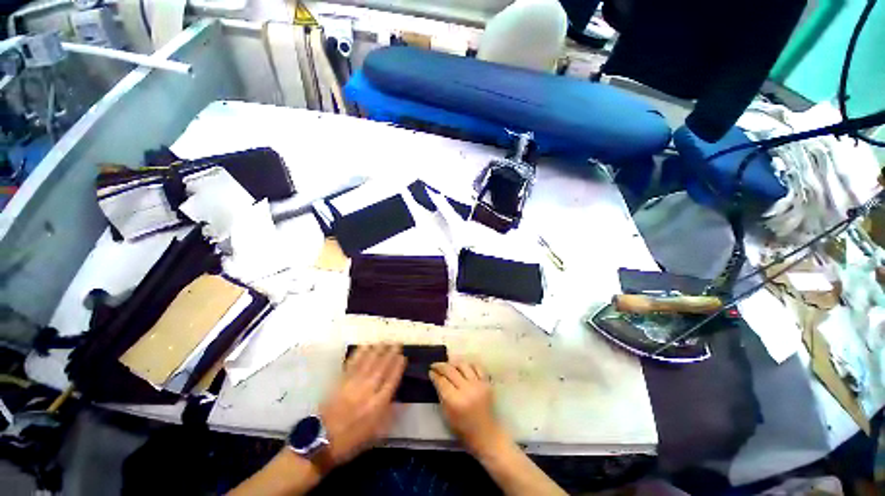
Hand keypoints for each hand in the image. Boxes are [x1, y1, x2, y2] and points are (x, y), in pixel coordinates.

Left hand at [320, 344, 405, 465]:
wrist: (321, 441)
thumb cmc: (351, 440)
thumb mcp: (375, 434)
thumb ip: (388, 414)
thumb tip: (397, 399)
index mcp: (378, 404)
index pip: (391, 380)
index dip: (398, 367)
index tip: (403, 356)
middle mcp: (368, 390)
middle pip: (382, 368)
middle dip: (390, 354)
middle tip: (396, 343)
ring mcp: (353, 384)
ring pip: (368, 363)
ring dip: (377, 351)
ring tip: (384, 342)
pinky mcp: (341, 381)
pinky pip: (352, 364)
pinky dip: (359, 354)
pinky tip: (365, 346)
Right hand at [429, 361, 506, 454]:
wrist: (486, 434)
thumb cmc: (463, 428)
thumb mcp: (447, 414)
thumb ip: (441, 395)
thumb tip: (436, 378)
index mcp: (455, 401)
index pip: (442, 381)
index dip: (434, 375)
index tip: (430, 371)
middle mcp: (466, 389)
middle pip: (451, 371)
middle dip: (440, 366)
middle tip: (435, 365)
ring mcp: (478, 384)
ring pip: (463, 365)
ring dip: (454, 364)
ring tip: (449, 366)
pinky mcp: (487, 382)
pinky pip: (477, 367)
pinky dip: (469, 365)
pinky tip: (464, 367)